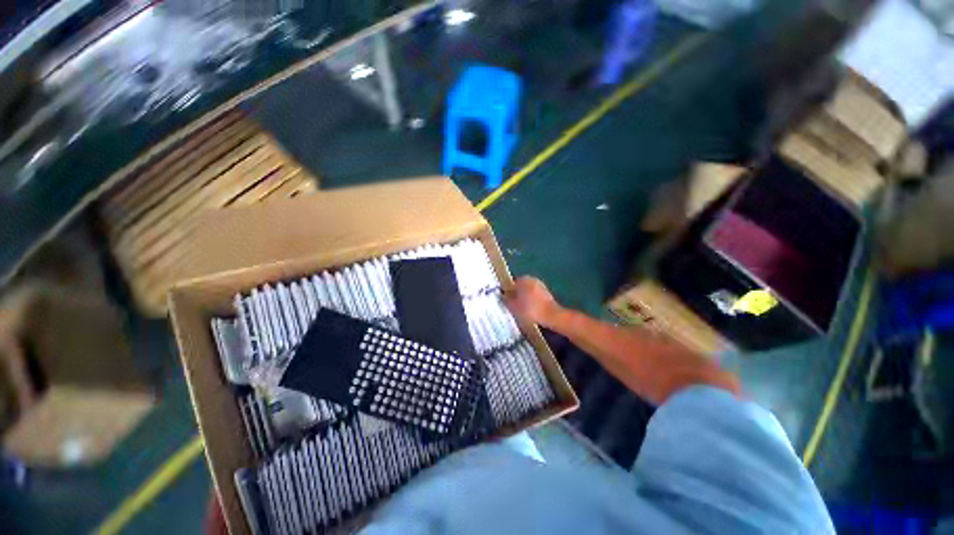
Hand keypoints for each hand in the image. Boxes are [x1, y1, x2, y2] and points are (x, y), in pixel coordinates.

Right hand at [505, 277, 560, 327]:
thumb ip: (505, 299)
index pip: (511, 284)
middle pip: (520, 287)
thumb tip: (501, 295)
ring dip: (525, 299)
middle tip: (513, 306)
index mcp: (522, 279)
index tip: (506, 302)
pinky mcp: (547, 294)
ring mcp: (541, 285)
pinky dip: (532, 302)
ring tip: (522, 310)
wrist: (551, 316)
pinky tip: (531, 311)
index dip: (508, 293)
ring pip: (528, 292)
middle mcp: (532, 279)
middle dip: (517, 295)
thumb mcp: (513, 306)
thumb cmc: (529, 309)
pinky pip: (535, 296)